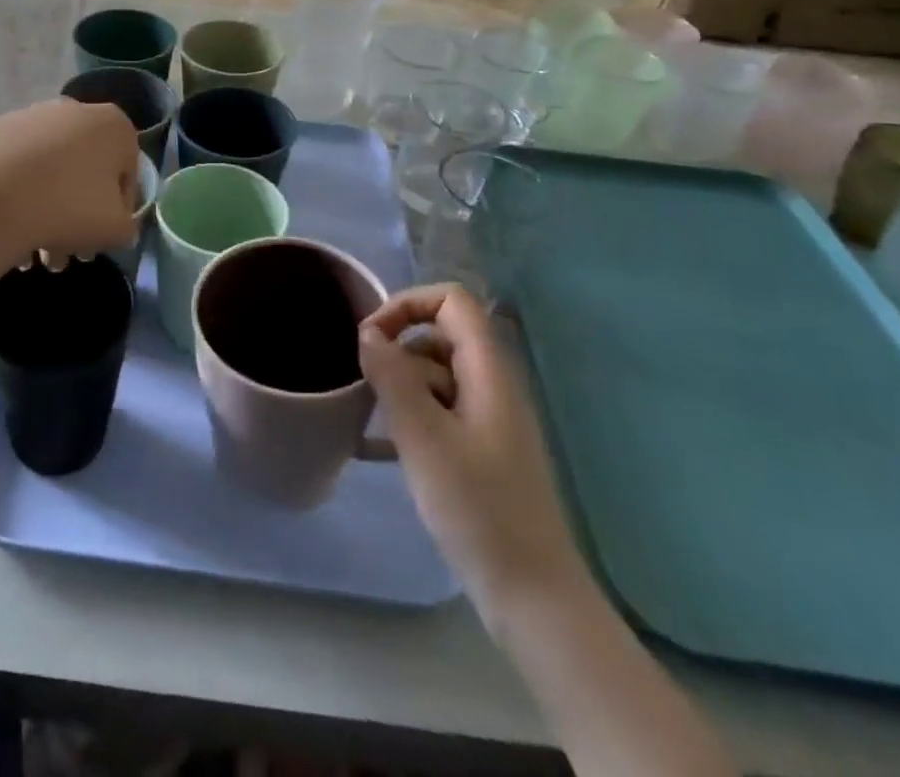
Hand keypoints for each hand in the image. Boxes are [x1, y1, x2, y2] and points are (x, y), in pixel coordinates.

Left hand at [0, 98, 140, 270]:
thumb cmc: (69, 208)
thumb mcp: (116, 230)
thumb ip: (127, 225)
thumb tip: (115, 224)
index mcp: (112, 125)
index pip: (126, 172)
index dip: (118, 210)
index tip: (102, 238)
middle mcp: (72, 109)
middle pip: (82, 169)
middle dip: (76, 213)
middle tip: (64, 254)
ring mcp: (26, 116)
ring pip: (45, 169)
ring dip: (44, 209)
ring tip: (31, 255)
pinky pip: (10, 166)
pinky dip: (11, 192)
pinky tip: (5, 227)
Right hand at [360, 285, 587, 619]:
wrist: (533, 598)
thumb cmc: (478, 510)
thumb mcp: (424, 438)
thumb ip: (393, 376)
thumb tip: (369, 332)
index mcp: (489, 372)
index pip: (451, 301)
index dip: (408, 305)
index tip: (371, 339)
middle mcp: (493, 385)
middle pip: (440, 335)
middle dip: (397, 350)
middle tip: (366, 386)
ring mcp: (489, 419)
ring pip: (436, 375)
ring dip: (400, 387)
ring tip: (370, 421)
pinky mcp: (482, 451)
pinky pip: (440, 411)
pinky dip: (410, 417)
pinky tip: (379, 448)